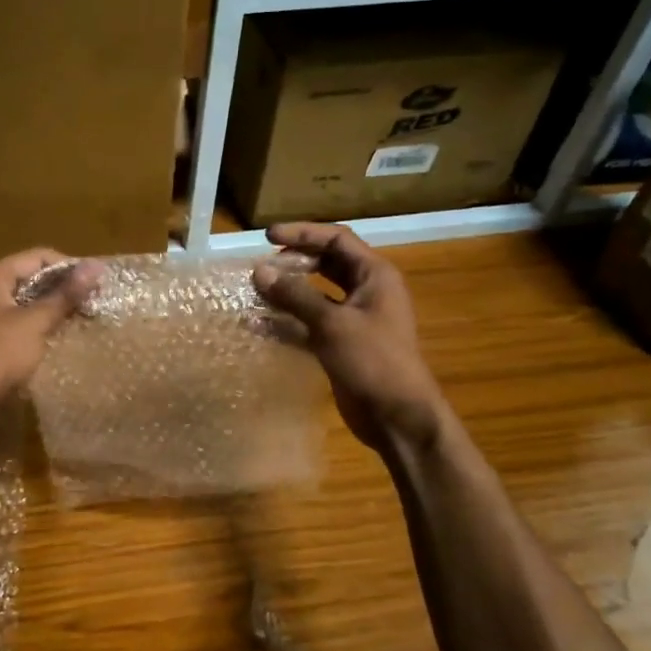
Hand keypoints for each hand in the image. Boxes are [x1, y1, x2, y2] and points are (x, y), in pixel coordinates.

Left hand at [0, 249, 103, 427]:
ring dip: (48, 310)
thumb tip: (95, 266)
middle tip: (91, 304)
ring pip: (20, 303)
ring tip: (77, 321)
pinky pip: (12, 324)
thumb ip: (65, 295)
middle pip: (28, 278)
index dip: (69, 267)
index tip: (96, 284)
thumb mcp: (35, 323)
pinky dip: (33, 328)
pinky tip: (52, 340)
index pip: (37, 257)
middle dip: (60, 290)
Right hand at [253, 222, 447, 450]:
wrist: (397, 416)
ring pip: (315, 295)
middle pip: (326, 264)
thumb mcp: (332, 323)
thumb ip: (295, 295)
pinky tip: (256, 325)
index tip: (267, 236)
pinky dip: (286, 322)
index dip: (302, 233)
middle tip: (261, 266)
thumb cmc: (373, 360)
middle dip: (293, 262)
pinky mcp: (340, 345)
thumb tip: (259, 271)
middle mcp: (365, 291)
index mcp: (374, 275)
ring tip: (254, 291)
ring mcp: (353, 319)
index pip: (336, 240)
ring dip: (286, 292)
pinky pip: (308, 324)